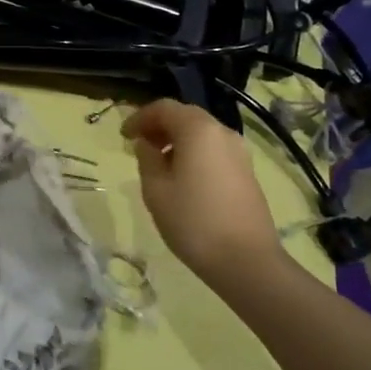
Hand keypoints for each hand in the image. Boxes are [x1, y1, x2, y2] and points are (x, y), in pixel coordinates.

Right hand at [123, 99, 285, 285]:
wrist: (247, 262)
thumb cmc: (193, 221)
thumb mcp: (156, 189)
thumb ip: (147, 158)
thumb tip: (147, 143)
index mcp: (198, 129)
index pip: (163, 108)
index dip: (139, 117)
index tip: (123, 136)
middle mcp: (222, 132)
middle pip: (185, 116)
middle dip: (159, 126)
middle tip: (139, 145)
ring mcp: (239, 152)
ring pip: (202, 133)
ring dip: (177, 140)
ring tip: (158, 163)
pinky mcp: (247, 172)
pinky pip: (214, 150)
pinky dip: (195, 153)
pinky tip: (183, 178)